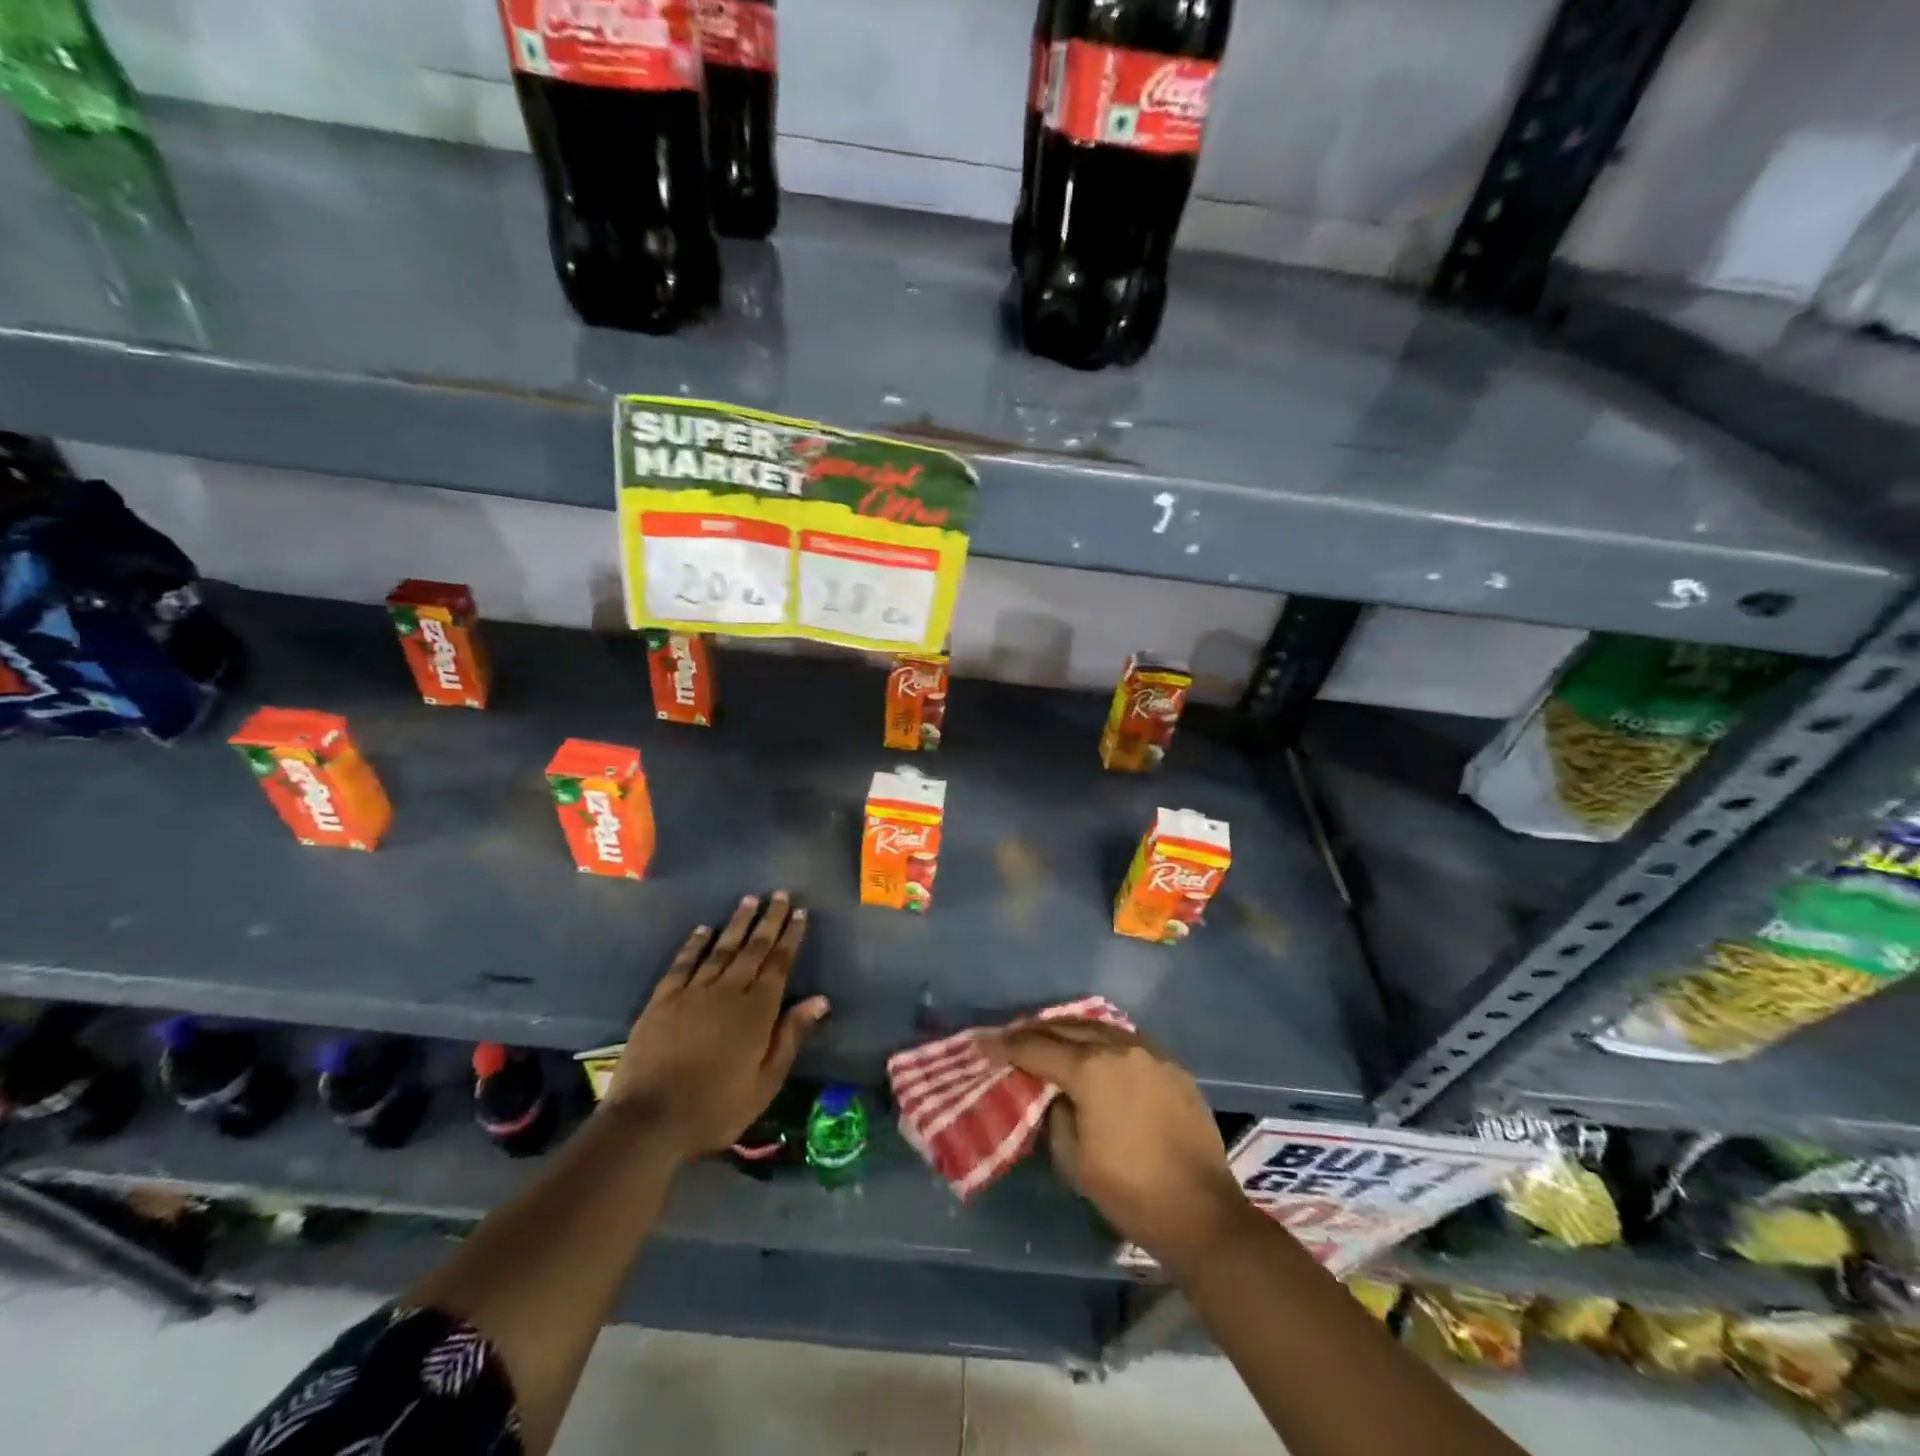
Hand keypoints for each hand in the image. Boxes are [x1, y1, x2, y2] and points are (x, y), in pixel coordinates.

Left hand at [604, 892, 828, 1162]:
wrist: (648, 1121)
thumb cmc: (715, 1107)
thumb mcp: (765, 1082)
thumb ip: (791, 1036)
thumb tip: (820, 1000)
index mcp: (757, 1011)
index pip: (778, 964)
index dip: (790, 937)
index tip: (799, 912)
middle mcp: (727, 991)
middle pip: (753, 948)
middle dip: (768, 920)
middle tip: (779, 894)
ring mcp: (692, 992)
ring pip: (720, 948)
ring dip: (736, 923)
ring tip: (749, 900)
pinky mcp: (662, 1000)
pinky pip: (683, 963)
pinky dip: (695, 944)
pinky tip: (703, 929)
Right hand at [989, 1020, 1251, 1265]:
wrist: (1201, 1212)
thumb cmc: (1130, 1191)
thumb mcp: (1073, 1160)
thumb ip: (1056, 1116)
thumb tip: (1058, 1096)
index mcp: (1090, 1070)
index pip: (1038, 1048)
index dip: (1007, 1047)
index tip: (986, 1045)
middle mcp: (1119, 1047)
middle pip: (1068, 1028)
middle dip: (1037, 1032)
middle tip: (1014, 1038)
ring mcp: (1150, 1052)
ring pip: (1100, 1028)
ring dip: (1071, 1031)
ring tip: (1052, 1038)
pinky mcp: (1172, 1064)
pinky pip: (1128, 1040)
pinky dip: (1104, 1041)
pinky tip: (1096, 1051)